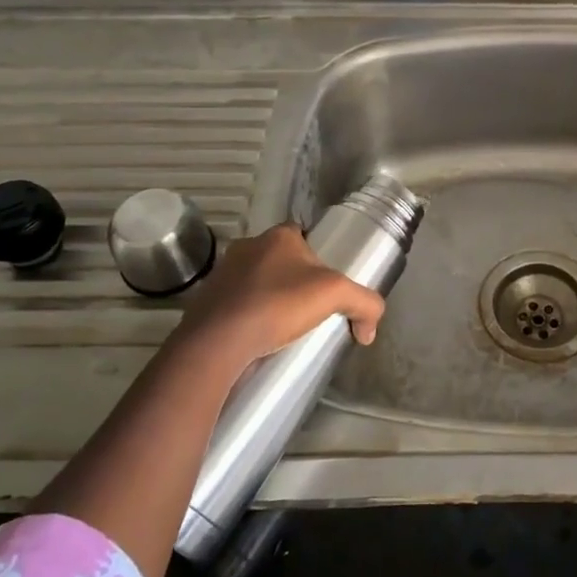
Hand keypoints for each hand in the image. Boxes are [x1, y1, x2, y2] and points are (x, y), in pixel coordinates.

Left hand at [173, 223, 383, 369]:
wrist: (218, 341)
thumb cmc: (278, 304)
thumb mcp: (335, 296)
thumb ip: (365, 304)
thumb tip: (370, 331)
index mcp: (278, 236)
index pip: (303, 235)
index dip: (318, 257)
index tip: (326, 283)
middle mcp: (247, 246)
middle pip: (280, 259)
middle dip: (294, 281)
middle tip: (310, 308)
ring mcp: (223, 273)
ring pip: (256, 282)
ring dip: (269, 299)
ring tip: (285, 328)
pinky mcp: (207, 301)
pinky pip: (235, 304)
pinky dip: (248, 317)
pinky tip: (259, 339)